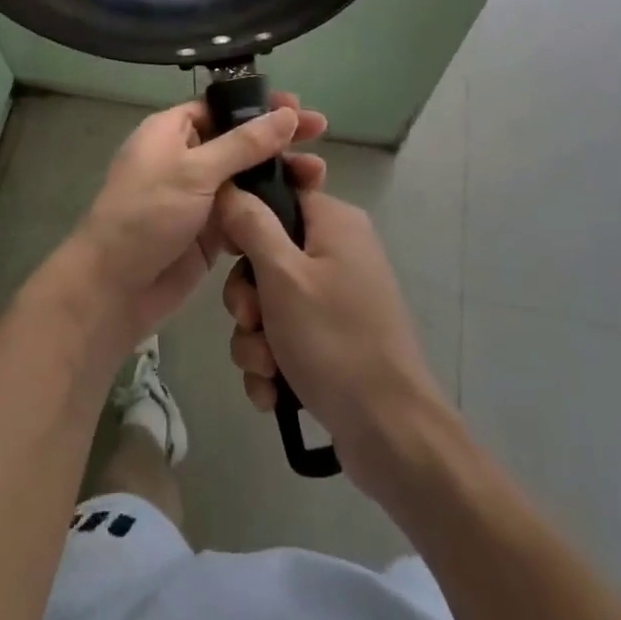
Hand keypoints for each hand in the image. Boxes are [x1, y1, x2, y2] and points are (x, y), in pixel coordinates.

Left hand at [67, 92, 326, 347]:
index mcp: (171, 131)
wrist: (114, 289)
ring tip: (318, 175)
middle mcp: (186, 158)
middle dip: (278, 138)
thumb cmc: (146, 215)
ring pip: (247, 177)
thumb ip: (244, 144)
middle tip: (320, 134)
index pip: (221, 107)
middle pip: (240, 140)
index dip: (259, 105)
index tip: (297, 108)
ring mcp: (198, 196)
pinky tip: (300, 207)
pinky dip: (269, 208)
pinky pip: (245, 211)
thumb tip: (287, 115)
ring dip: (280, 174)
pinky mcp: (209, 232)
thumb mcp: (195, 171)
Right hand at [219, 185, 449, 495]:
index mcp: (335, 223)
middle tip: (251, 321)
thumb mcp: (283, 276)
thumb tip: (229, 186)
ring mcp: (337, 299)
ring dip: (256, 339)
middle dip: (248, 298)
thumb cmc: (334, 341)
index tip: (230, 249)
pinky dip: (274, 364)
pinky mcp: (334, 340)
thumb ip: (251, 225)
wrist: (391, 433)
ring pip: (271, 303)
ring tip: (268, 368)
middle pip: (268, 255)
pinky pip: (286, 337)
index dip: (247, 217)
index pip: (280, 193)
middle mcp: (338, 252)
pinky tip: (275, 392)